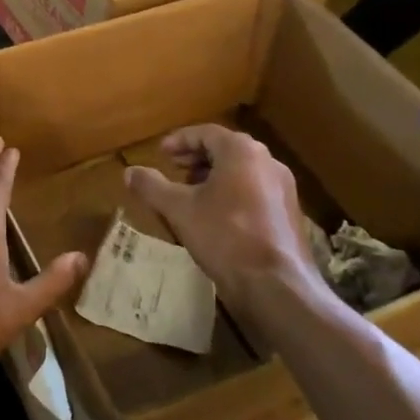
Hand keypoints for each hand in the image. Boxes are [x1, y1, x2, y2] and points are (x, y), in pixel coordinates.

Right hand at [124, 125, 323, 307]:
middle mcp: (267, 161)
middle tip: (174, 168)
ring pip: (241, 170)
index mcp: (241, 151)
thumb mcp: (180, 210)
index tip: (161, 153)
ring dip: (214, 175)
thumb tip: (129, 172)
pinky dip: (232, 191)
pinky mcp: (290, 212)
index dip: (180, 141)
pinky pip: (255, 189)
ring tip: (191, 192)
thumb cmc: (225, 236)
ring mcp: (283, 187)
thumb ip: (152, 186)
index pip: (205, 133)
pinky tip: (217, 214)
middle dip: (197, 157)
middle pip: (226, 149)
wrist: (277, 286)